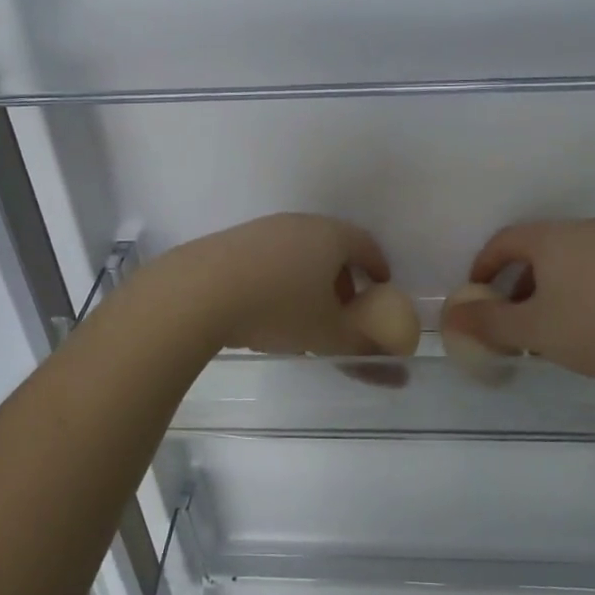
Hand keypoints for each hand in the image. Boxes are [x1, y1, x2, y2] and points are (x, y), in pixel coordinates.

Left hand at [151, 214, 393, 356]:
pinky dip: (278, 279)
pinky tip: (265, 309)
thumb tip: (396, 370)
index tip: (381, 286)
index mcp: (330, 236)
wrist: (199, 292)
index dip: (377, 266)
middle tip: (344, 307)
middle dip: (341, 276)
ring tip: (303, 315)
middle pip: (331, 246)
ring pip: (297, 252)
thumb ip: (364, 349)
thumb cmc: (278, 308)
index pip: (365, 244)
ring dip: (308, 279)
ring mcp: (262, 230)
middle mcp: (298, 223)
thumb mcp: (327, 335)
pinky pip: (268, 258)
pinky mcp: (231, 242)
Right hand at [440, 217, 594, 387]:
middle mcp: (589, 230)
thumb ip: (488, 321)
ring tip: (554, 332)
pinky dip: (585, 293)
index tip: (477, 295)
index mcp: (554, 237)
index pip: (505, 240)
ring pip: (573, 263)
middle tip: (514, 321)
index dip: (483, 267)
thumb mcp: (534, 330)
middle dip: (519, 285)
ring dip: (552, 291)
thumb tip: (451, 315)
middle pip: (539, 251)